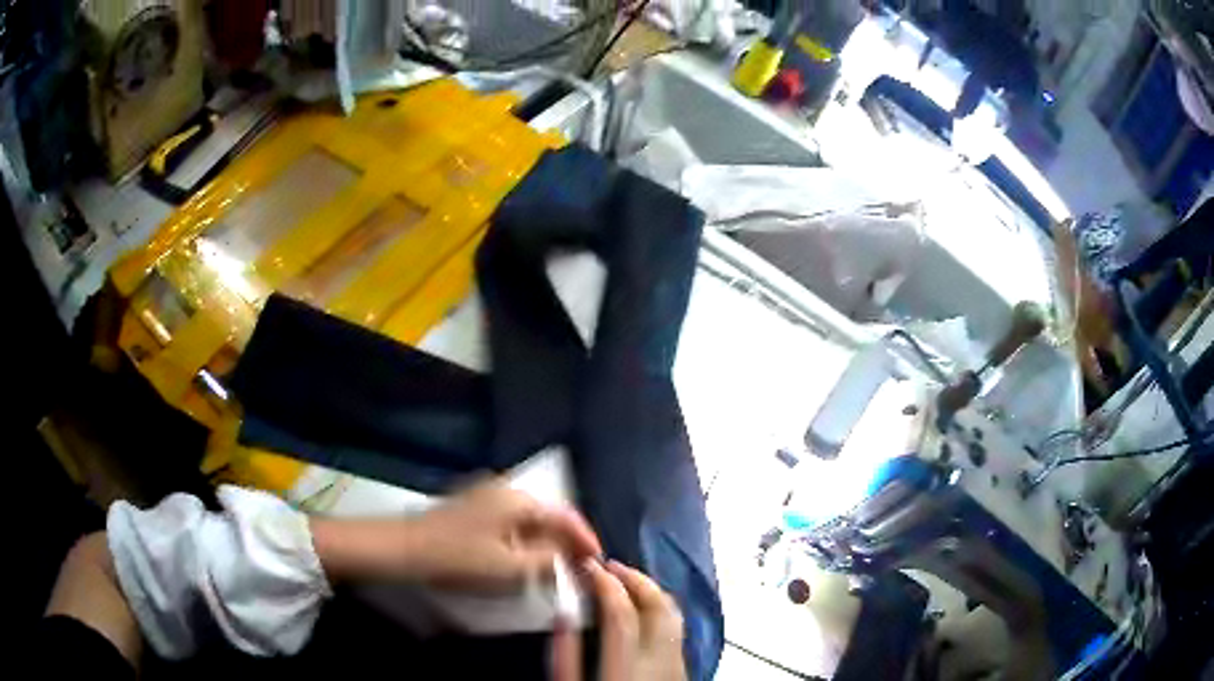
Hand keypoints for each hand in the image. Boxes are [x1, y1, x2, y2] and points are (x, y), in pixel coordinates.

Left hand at [311, 480, 601, 592]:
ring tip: (557, 565)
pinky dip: (526, 538)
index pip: (566, 515)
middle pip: (549, 515)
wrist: (407, 549)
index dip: (585, 539)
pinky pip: (513, 521)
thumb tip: (569, 557)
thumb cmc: (461, 558)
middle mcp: (507, 490)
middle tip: (579, 566)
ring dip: (546, 541)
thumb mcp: (510, 566)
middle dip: (566, 540)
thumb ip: (547, 561)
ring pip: (530, 519)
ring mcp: (488, 495)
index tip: (598, 560)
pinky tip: (526, 557)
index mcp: (519, 500)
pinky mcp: (474, 507)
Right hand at [551, 560, 685, 680]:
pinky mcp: (683, 669)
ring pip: (673, 614)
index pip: (621, 611)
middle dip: (635, 579)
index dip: (605, 583)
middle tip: (610, 566)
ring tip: (626, 583)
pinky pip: (677, 629)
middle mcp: (659, 660)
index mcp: (626, 665)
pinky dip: (661, 610)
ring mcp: (677, 663)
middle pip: (658, 606)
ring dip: (651, 592)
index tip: (588, 566)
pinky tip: (643, 612)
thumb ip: (566, 654)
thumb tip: (563, 613)